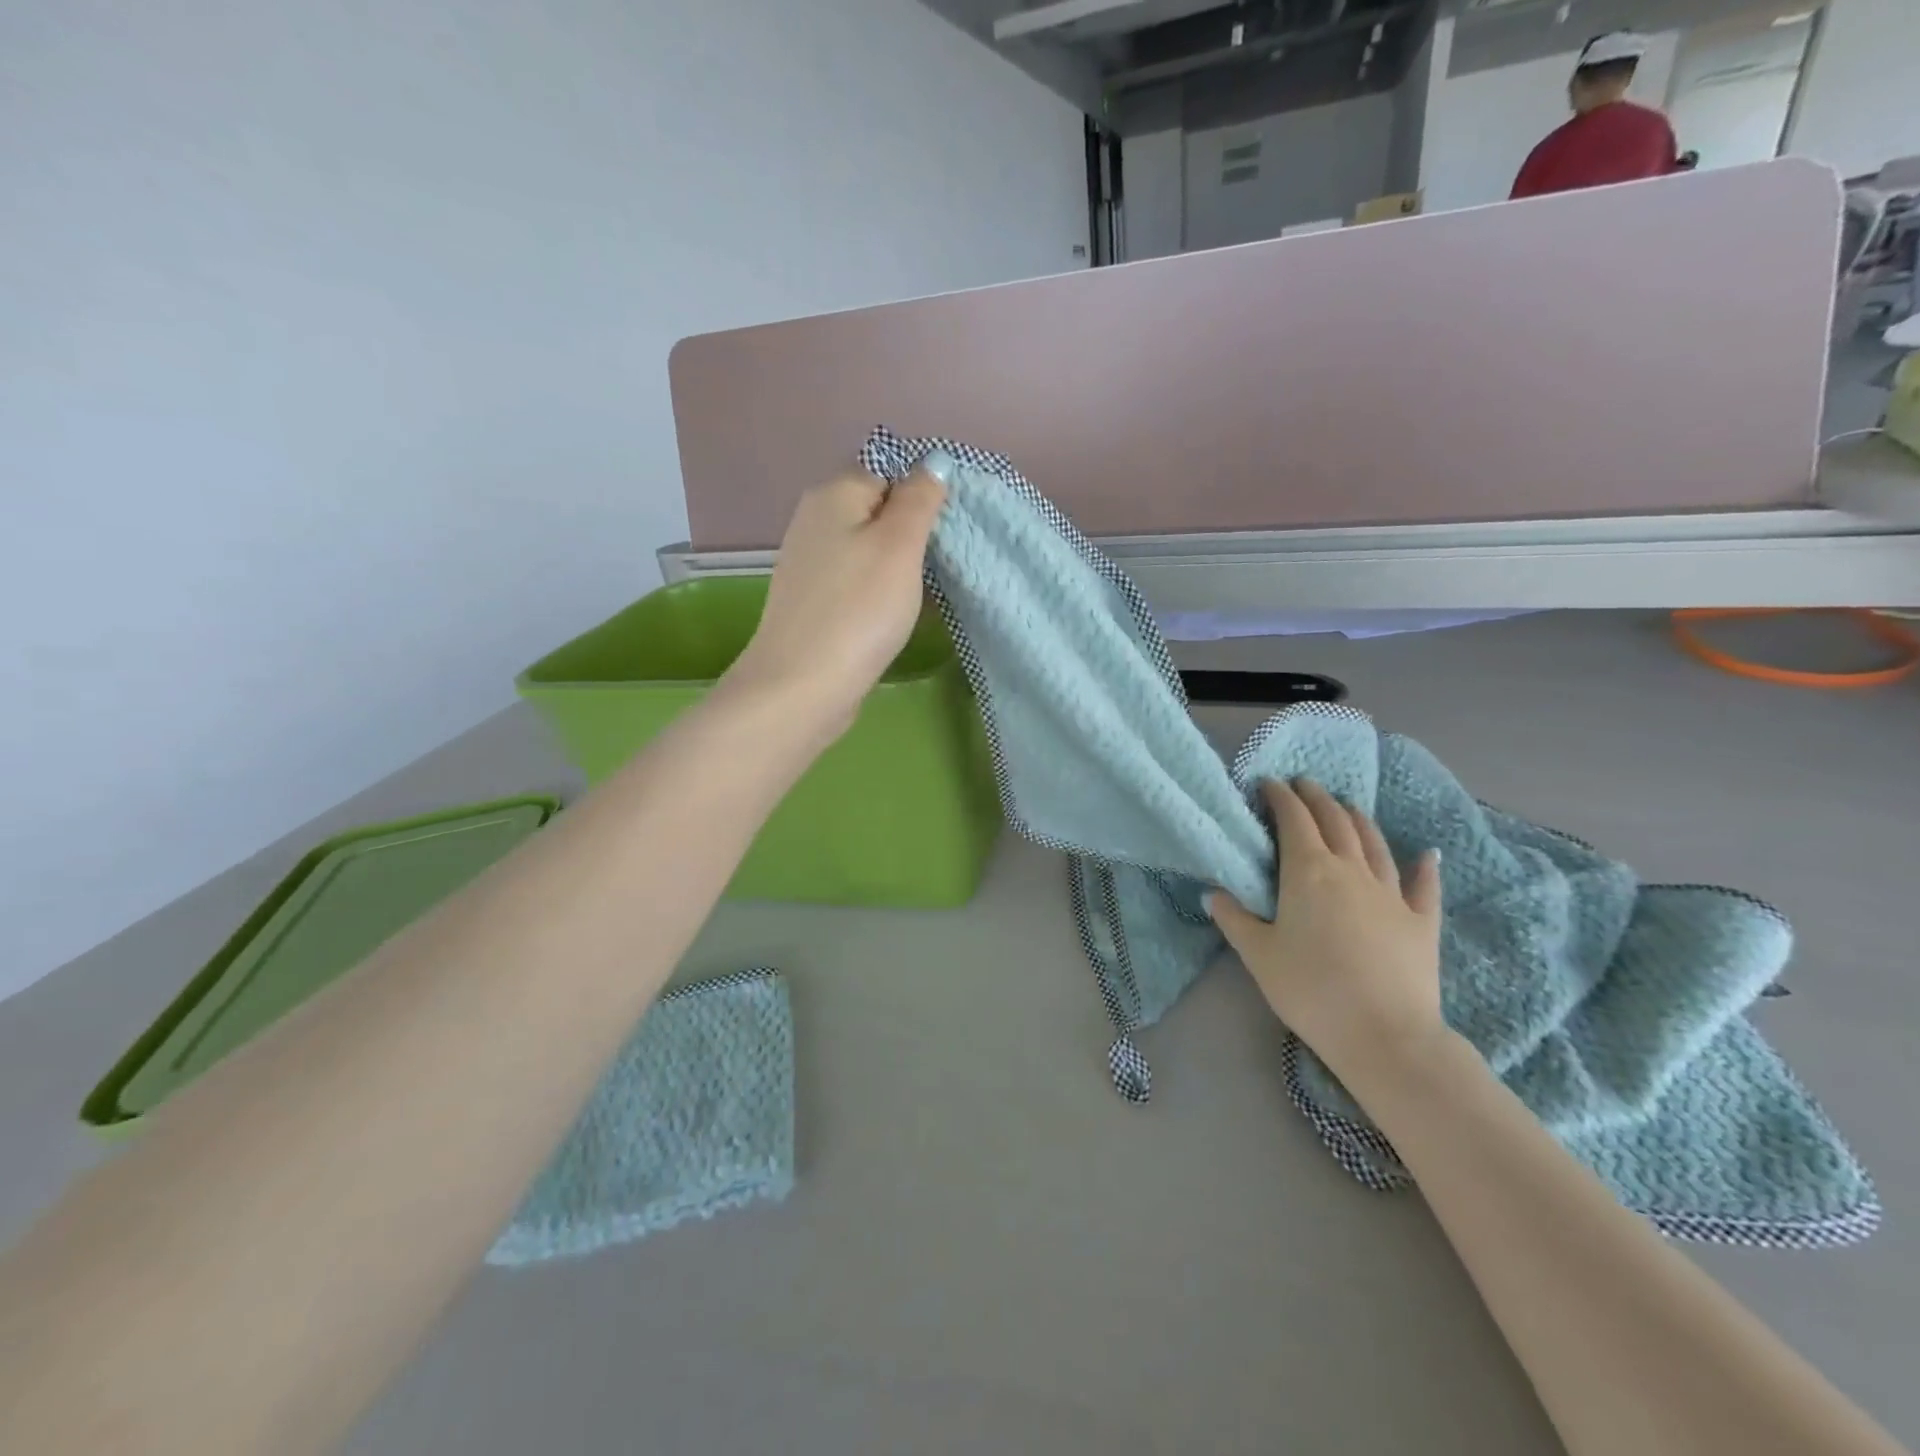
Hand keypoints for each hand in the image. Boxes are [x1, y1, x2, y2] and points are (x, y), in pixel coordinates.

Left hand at [724, 465, 945, 739]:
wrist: (803, 685)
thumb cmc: (859, 609)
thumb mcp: (900, 545)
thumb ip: (919, 498)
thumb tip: (934, 461)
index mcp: (833, 494)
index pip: (889, 472)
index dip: (922, 497)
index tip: (946, 533)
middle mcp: (814, 520)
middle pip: (878, 512)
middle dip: (913, 535)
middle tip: (941, 566)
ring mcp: (810, 563)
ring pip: (869, 550)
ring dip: (900, 568)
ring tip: (924, 595)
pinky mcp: (813, 601)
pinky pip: (857, 582)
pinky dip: (880, 593)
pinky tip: (894, 617)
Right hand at [1208, 779, 1446, 1093]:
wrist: (1384, 1034)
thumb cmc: (1310, 989)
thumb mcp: (1258, 954)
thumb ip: (1234, 918)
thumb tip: (1214, 893)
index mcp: (1308, 872)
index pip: (1294, 820)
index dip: (1280, 797)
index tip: (1269, 784)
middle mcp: (1351, 870)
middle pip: (1335, 821)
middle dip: (1317, 798)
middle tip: (1304, 784)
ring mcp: (1391, 893)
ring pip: (1374, 843)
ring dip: (1358, 819)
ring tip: (1346, 806)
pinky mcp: (1421, 921)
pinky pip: (1424, 885)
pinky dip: (1424, 866)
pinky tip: (1427, 854)